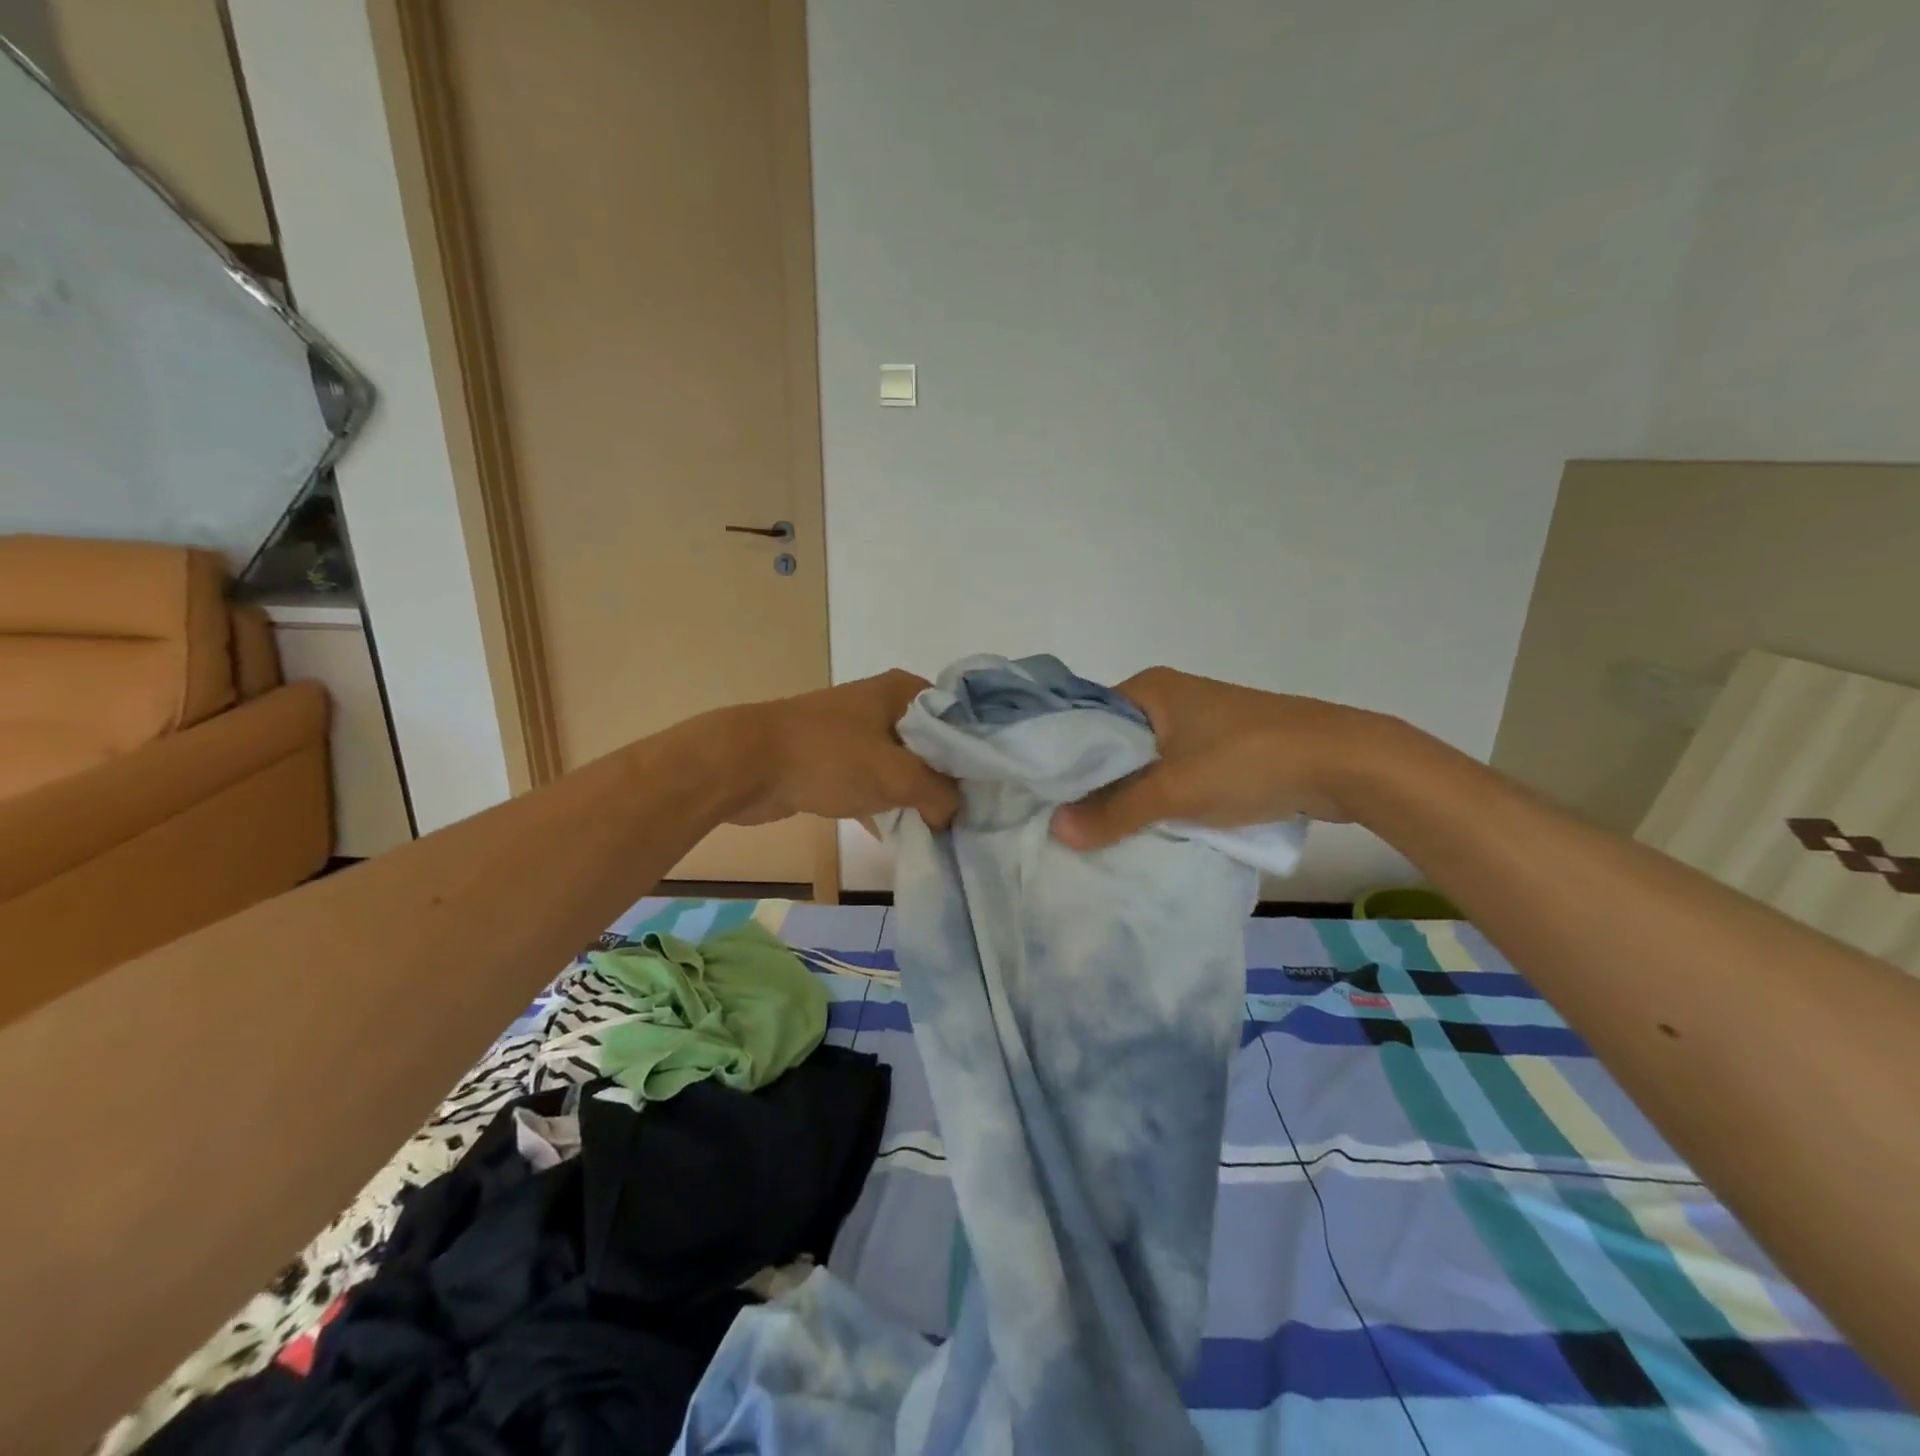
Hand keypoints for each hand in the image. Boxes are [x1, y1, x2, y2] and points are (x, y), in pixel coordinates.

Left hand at [722, 670, 960, 829]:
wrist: (747, 765)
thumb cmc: (828, 758)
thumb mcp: (896, 776)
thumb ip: (939, 794)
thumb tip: (954, 814)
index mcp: (903, 691)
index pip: (959, 717)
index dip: (976, 752)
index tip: (991, 788)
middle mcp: (882, 704)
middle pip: (932, 744)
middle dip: (947, 779)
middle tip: (970, 814)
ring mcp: (856, 731)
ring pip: (902, 764)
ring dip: (917, 794)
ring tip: (942, 827)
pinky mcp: (835, 758)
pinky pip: (874, 780)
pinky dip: (887, 802)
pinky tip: (902, 833)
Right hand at [1050, 667, 1391, 849]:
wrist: (1344, 763)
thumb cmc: (1248, 762)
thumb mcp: (1174, 791)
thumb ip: (1114, 812)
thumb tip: (1057, 831)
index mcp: (1150, 688)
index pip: (1086, 720)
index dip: (1063, 759)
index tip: (1044, 798)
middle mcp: (1171, 697)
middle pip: (1116, 744)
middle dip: (1097, 783)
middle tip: (1069, 822)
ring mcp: (1201, 721)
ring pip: (1148, 761)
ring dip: (1133, 793)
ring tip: (1103, 830)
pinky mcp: (1225, 746)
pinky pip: (1177, 771)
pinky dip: (1164, 796)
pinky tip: (1152, 825)